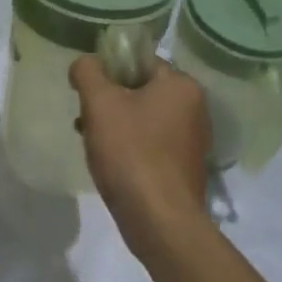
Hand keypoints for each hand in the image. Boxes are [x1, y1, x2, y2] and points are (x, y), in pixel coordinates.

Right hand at [70, 55, 210, 254]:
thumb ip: (88, 72)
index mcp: (182, 85)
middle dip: (110, 101)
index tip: (87, 90)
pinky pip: (152, 144)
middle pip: (141, 90)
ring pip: (144, 119)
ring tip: (92, 142)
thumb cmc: (131, 153)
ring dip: (116, 125)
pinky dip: (130, 147)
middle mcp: (196, 108)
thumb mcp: (99, 103)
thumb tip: (85, 64)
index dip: (109, 71)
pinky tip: (110, 162)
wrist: (159, 220)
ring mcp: (193, 140)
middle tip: (86, 118)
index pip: (140, 62)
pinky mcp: (185, 167)